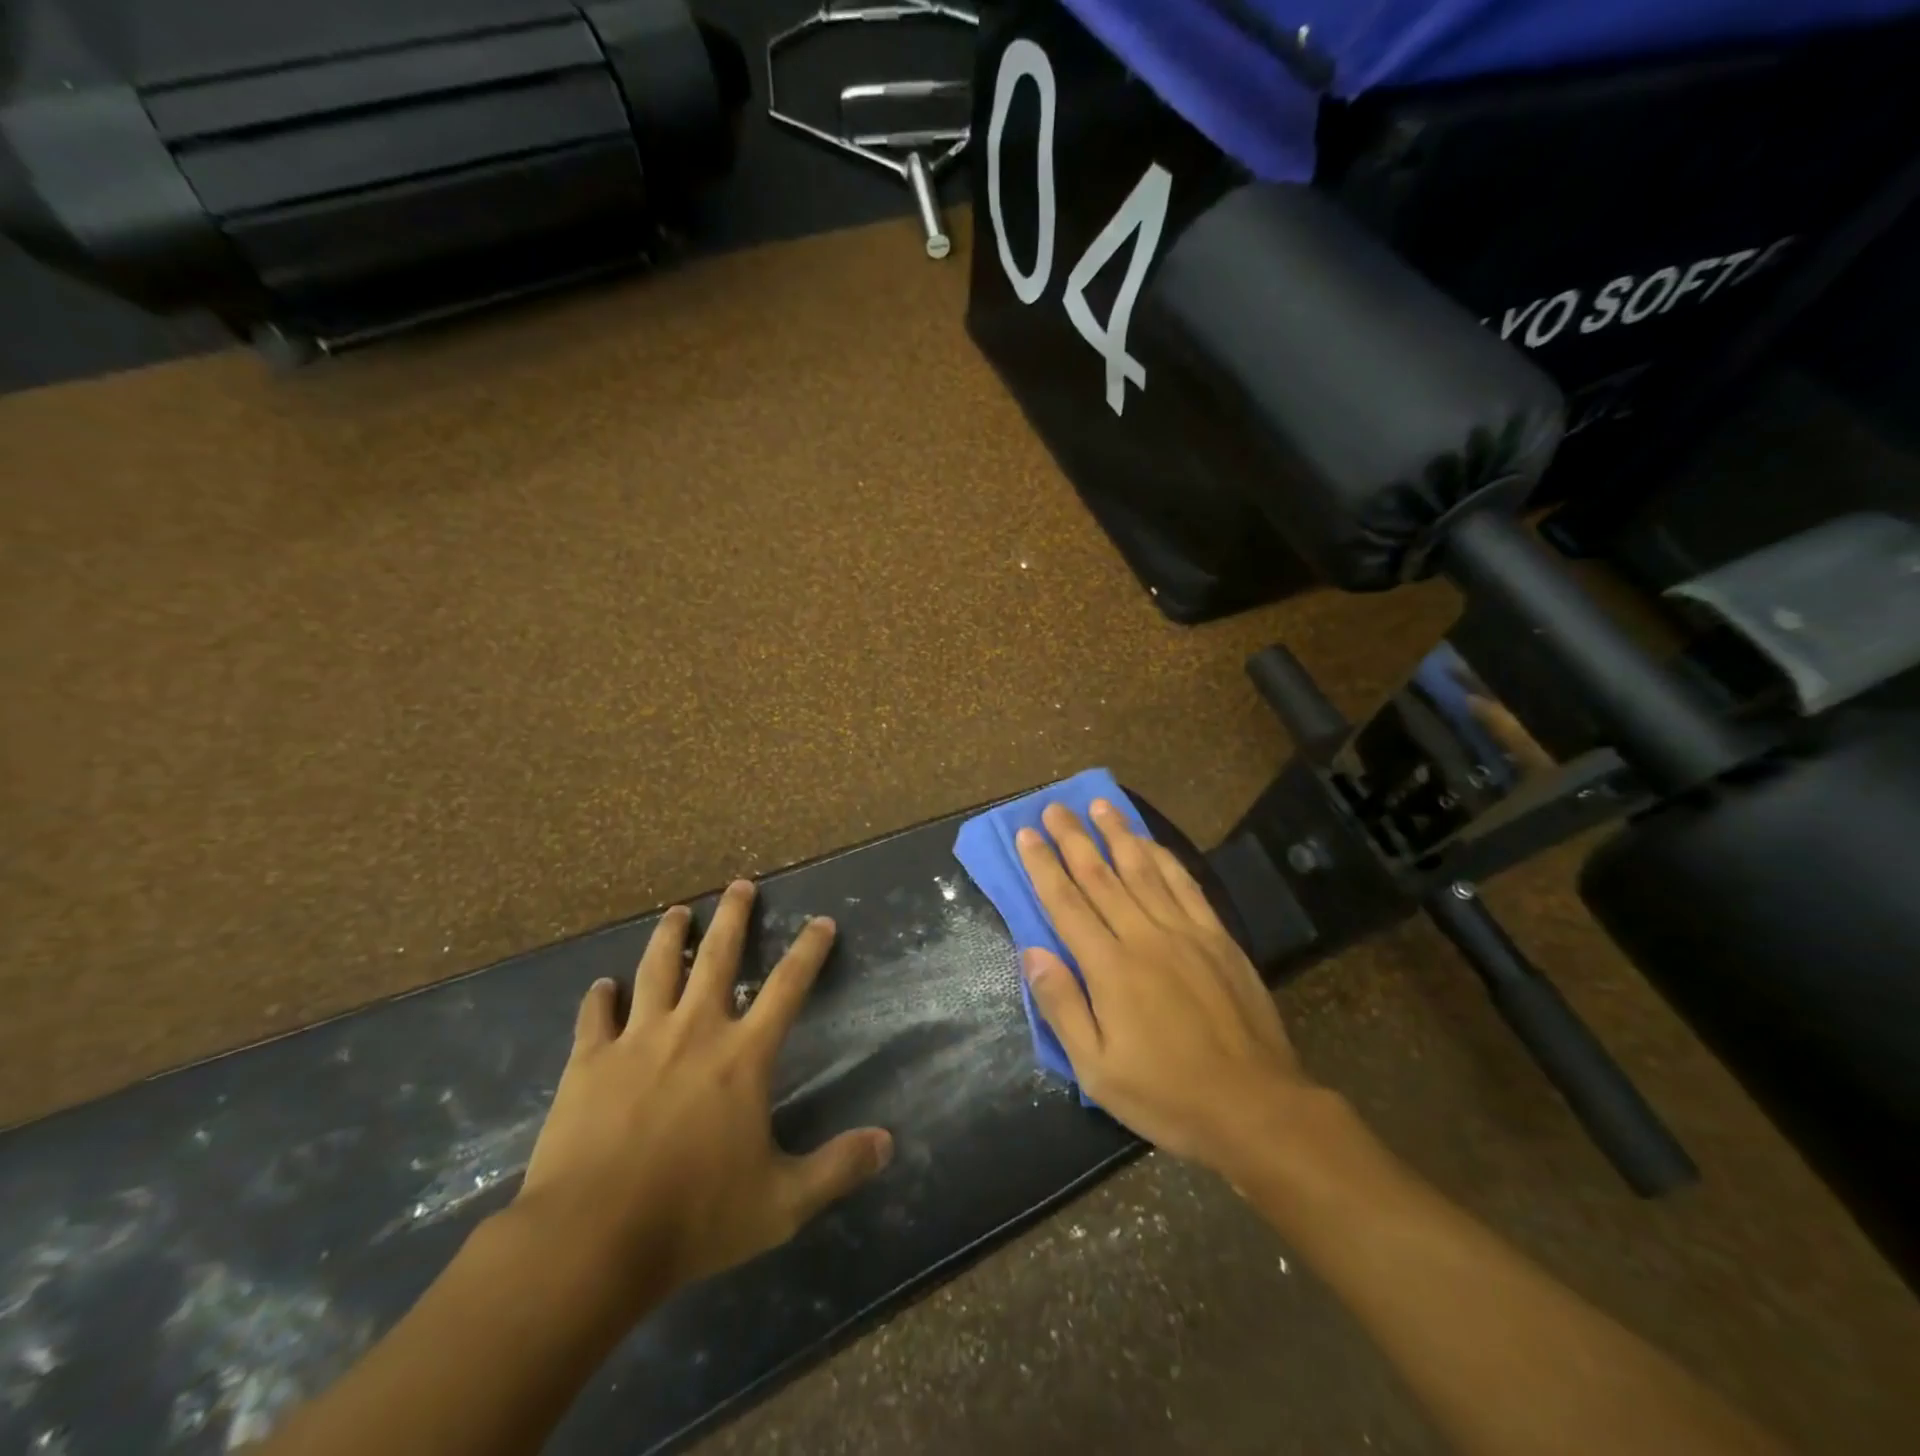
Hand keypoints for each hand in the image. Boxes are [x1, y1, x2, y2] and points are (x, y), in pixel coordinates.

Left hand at [516, 880, 892, 1306]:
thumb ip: (837, 1168)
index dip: (809, 951)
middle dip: (733, 916)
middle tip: (740, 885)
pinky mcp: (587, 1062)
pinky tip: (602, 986)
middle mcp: (693, 1030)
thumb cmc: (693, 1217)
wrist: (590, 1239)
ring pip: (656, 969)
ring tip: (677, 912)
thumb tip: (888, 1144)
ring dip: (669, 936)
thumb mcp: (781, 1203)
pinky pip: (594, 1017)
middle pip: (717, 956)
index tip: (822, 921)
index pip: (788, 987)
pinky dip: (600, 998)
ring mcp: (636, 1041)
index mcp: (742, 1056)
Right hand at [1017, 801, 1315, 1174]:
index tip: (1026, 834)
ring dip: (1117, 834)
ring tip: (1099, 805)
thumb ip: (1062, 1006)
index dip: (1043, 866)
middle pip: (1100, 876)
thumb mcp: (1097, 1069)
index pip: (1066, 903)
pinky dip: (1164, 858)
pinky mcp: (1217, 937)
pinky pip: (1185, 885)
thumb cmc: (1167, 1095)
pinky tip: (1150, 841)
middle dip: (1073, 839)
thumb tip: (1032, 952)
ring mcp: (1185, 932)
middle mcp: (1144, 936)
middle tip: (1054, 807)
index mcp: (1109, 967)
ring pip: (1143, 869)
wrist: (1255, 1107)